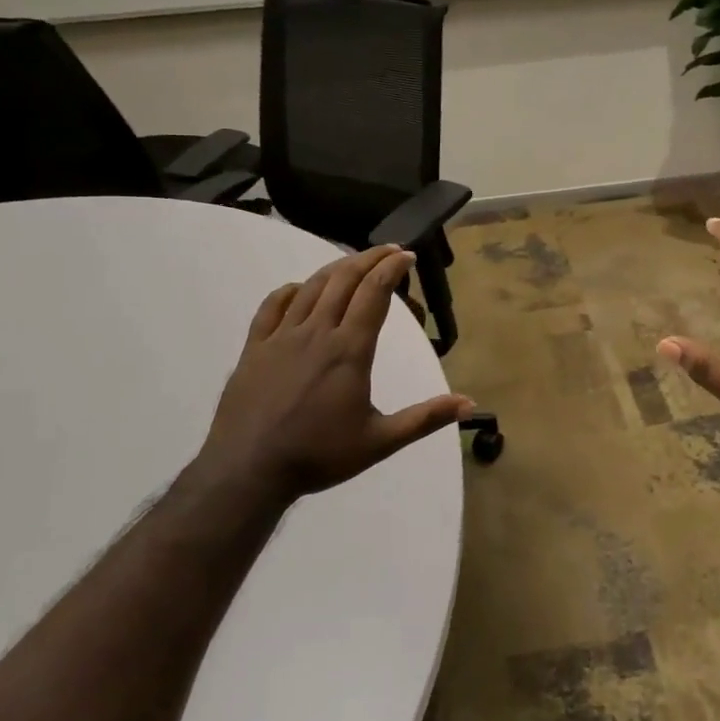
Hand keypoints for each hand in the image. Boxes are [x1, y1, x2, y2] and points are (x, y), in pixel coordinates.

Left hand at [187, 244, 471, 504]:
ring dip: (335, 268)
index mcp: (349, 350)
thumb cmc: (319, 456)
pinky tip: (298, 289)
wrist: (249, 470)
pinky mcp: (254, 348)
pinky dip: (290, 290)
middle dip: (369, 258)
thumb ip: (425, 418)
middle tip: (388, 250)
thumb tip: (470, 404)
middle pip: (344, 280)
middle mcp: (316, 332)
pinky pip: (271, 306)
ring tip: (353, 263)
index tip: (407, 256)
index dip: (392, 268)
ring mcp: (281, 337)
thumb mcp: (380, 441)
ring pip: (310, 288)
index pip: (374, 293)